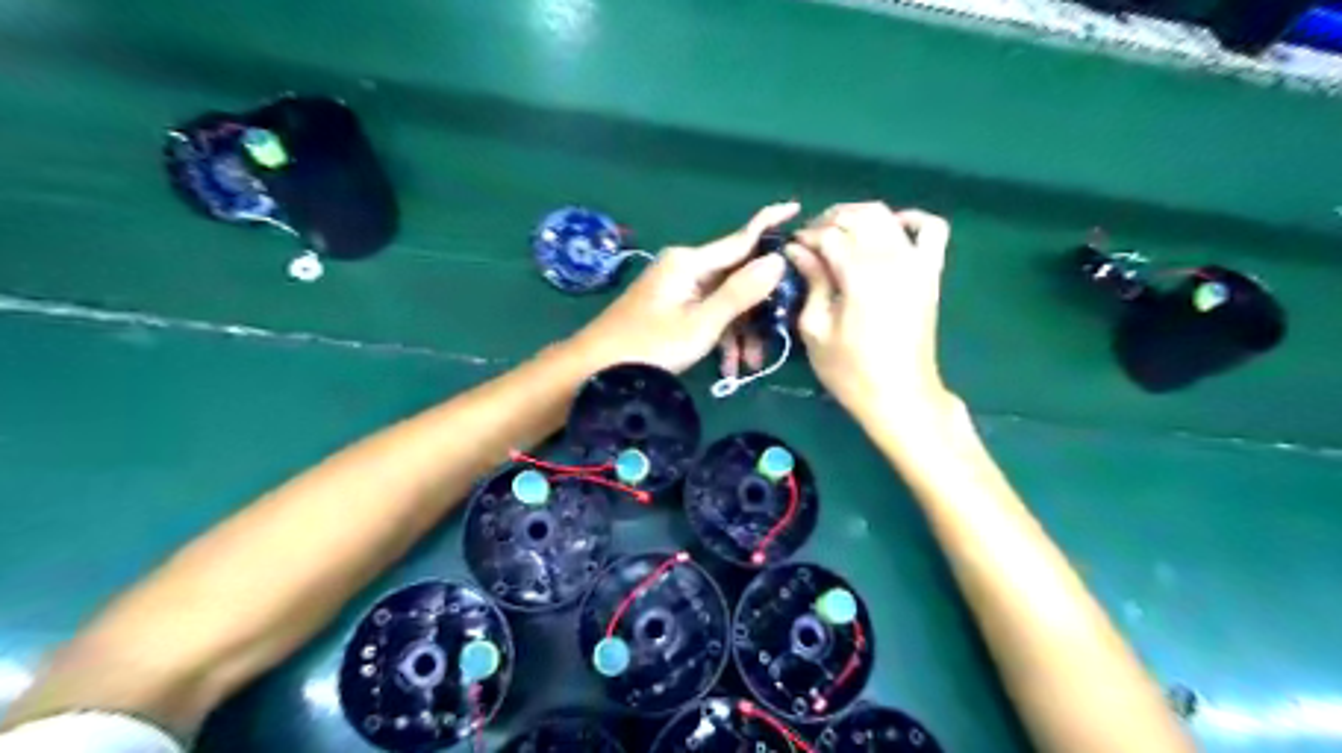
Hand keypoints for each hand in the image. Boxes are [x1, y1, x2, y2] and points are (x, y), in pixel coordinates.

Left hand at [565, 202, 795, 375]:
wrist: (594, 367)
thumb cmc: (649, 346)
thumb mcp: (701, 324)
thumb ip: (740, 292)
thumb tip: (777, 259)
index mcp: (690, 262)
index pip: (740, 238)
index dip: (769, 224)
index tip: (798, 207)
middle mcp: (684, 267)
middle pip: (734, 279)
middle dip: (755, 313)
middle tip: (770, 346)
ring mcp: (676, 287)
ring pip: (722, 302)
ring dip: (737, 333)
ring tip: (747, 366)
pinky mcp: (670, 307)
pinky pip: (705, 314)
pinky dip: (718, 337)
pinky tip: (725, 367)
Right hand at [787, 202, 951, 415]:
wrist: (899, 395)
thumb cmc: (850, 370)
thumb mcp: (816, 329)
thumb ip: (811, 281)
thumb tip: (797, 250)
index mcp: (860, 275)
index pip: (828, 235)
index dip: (805, 237)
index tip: (790, 248)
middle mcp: (891, 258)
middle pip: (856, 216)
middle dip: (827, 221)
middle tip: (809, 242)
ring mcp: (916, 261)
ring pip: (885, 215)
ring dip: (857, 215)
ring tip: (838, 234)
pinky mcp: (930, 271)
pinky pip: (930, 229)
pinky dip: (910, 219)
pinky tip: (889, 230)